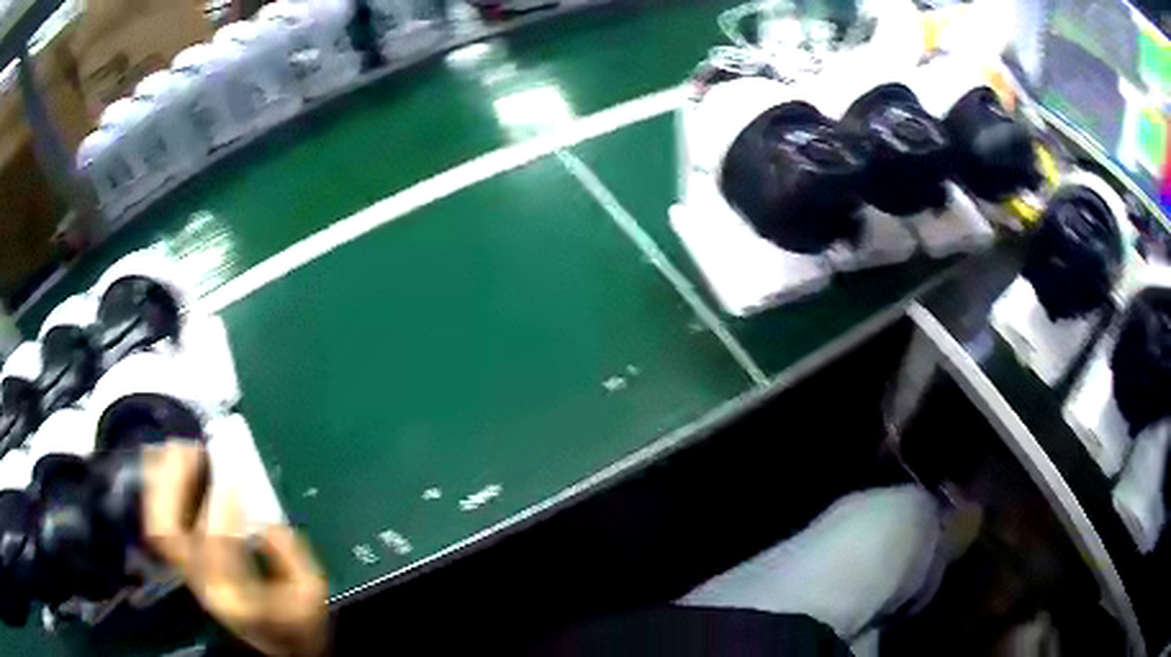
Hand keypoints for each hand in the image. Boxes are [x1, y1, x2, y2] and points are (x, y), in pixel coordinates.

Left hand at [143, 442, 329, 656]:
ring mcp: (186, 574)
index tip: (231, 475)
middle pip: (169, 534)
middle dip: (175, 485)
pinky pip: (157, 523)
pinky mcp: (181, 564)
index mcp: (237, 598)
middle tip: (193, 449)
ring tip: (177, 449)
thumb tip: (263, 519)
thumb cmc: (294, 624)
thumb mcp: (311, 594)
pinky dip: (155, 490)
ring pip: (156, 525)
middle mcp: (202, 584)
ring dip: (161, 481)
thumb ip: (293, 556)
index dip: (219, 511)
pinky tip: (164, 465)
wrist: (271, 647)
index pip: (216, 551)